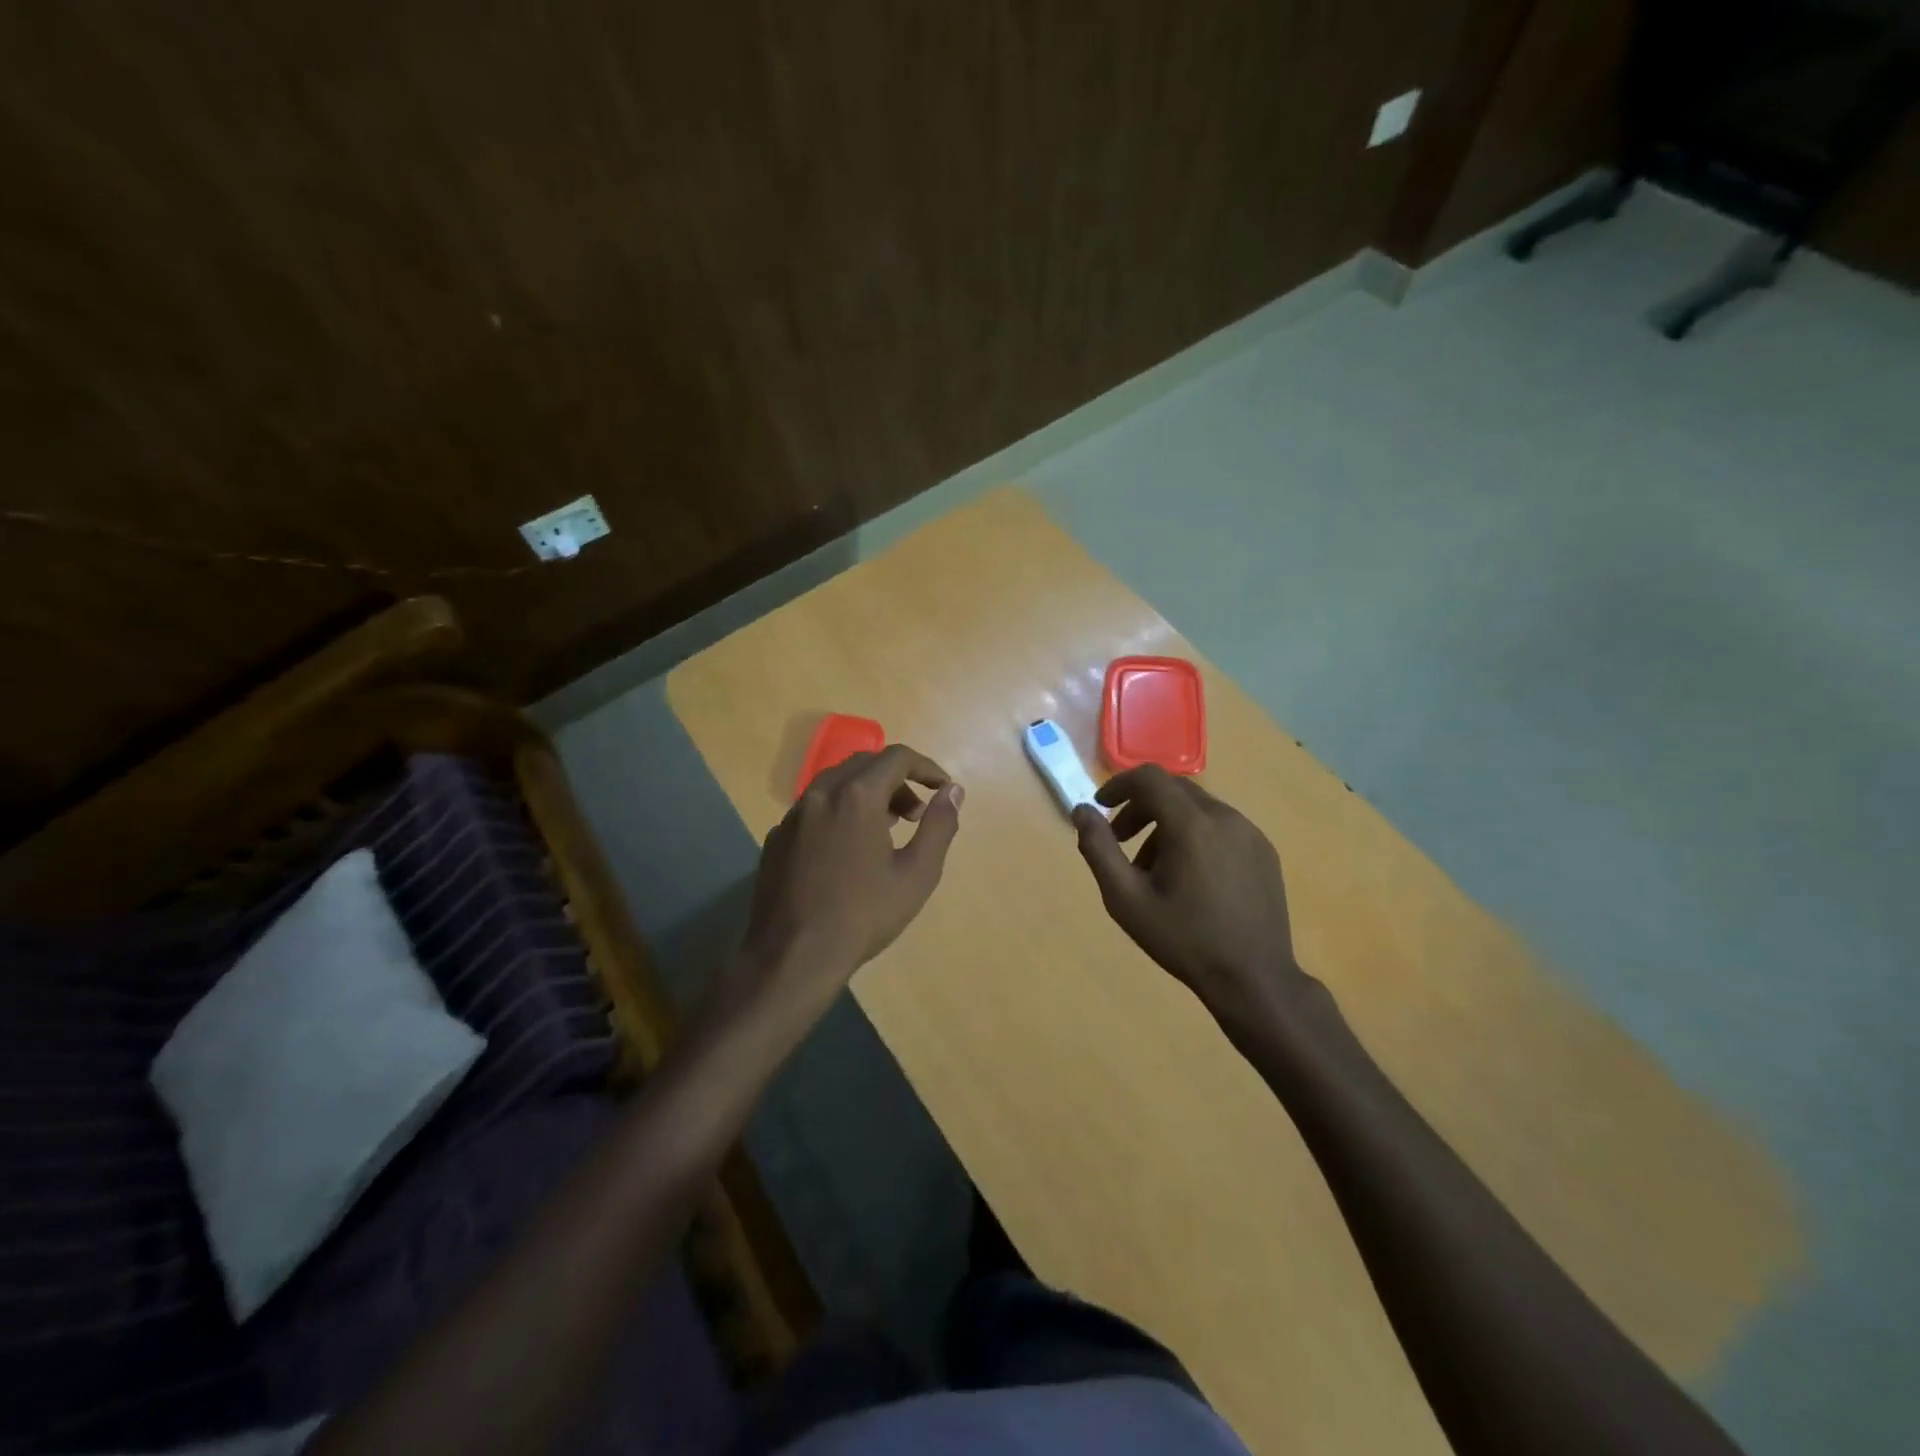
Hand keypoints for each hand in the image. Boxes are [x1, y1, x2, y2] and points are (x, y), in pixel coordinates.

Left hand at [739, 744, 963, 1004]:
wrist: (792, 956)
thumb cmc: (863, 915)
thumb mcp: (917, 873)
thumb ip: (939, 825)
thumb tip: (952, 791)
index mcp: (857, 796)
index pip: (897, 757)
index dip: (926, 767)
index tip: (942, 789)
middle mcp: (821, 793)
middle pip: (865, 764)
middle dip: (897, 779)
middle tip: (916, 813)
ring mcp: (793, 815)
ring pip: (836, 783)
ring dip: (867, 793)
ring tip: (887, 829)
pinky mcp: (777, 837)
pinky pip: (815, 808)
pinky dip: (840, 811)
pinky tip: (848, 850)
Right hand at [1072, 765, 1310, 1027]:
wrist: (1254, 979)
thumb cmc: (1183, 940)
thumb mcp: (1125, 899)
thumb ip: (1099, 849)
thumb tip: (1081, 811)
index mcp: (1191, 825)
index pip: (1149, 778)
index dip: (1119, 785)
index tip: (1101, 807)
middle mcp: (1224, 817)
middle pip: (1173, 790)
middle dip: (1140, 806)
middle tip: (1121, 839)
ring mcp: (1249, 833)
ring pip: (1197, 808)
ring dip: (1167, 823)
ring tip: (1153, 868)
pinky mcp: (1264, 850)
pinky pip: (1220, 826)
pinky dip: (1194, 834)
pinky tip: (1190, 877)